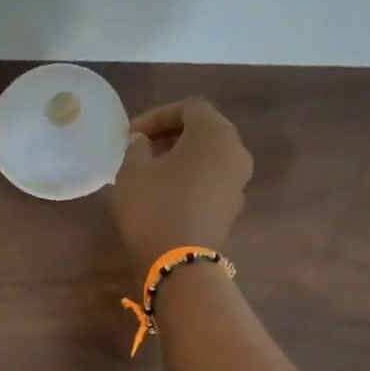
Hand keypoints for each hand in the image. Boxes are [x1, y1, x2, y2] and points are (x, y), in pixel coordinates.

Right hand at [111, 98, 254, 269]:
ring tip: (150, 173)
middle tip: (140, 150)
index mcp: (214, 133)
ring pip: (208, 157)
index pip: (188, 108)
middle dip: (170, 136)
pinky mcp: (232, 207)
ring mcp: (238, 181)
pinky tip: (165, 195)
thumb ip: (136, 147)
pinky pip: (210, 180)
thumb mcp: (132, 172)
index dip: (157, 116)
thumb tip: (142, 142)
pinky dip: (190, 179)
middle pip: (203, 130)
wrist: (179, 262)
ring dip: (180, 158)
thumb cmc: (154, 208)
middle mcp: (235, 151)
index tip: (131, 134)